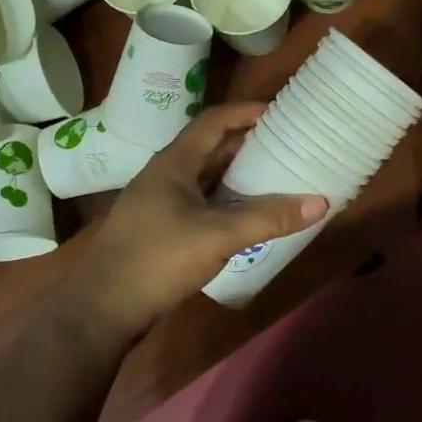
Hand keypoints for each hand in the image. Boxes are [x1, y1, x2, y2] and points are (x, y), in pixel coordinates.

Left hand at [63, 103, 328, 342]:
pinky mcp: (161, 230)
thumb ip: (268, 218)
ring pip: (206, 177)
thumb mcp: (218, 235)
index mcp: (175, 162)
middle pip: (211, 147)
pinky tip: (247, 216)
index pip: (214, 121)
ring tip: (275, 176)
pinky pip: (202, 203)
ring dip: (237, 174)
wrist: (101, 311)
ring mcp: (161, 203)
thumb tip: (321, 201)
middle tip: (286, 144)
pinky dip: (227, 201)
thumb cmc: (157, 258)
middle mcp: (166, 175)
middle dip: (247, 143)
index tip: (280, 111)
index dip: (246, 112)